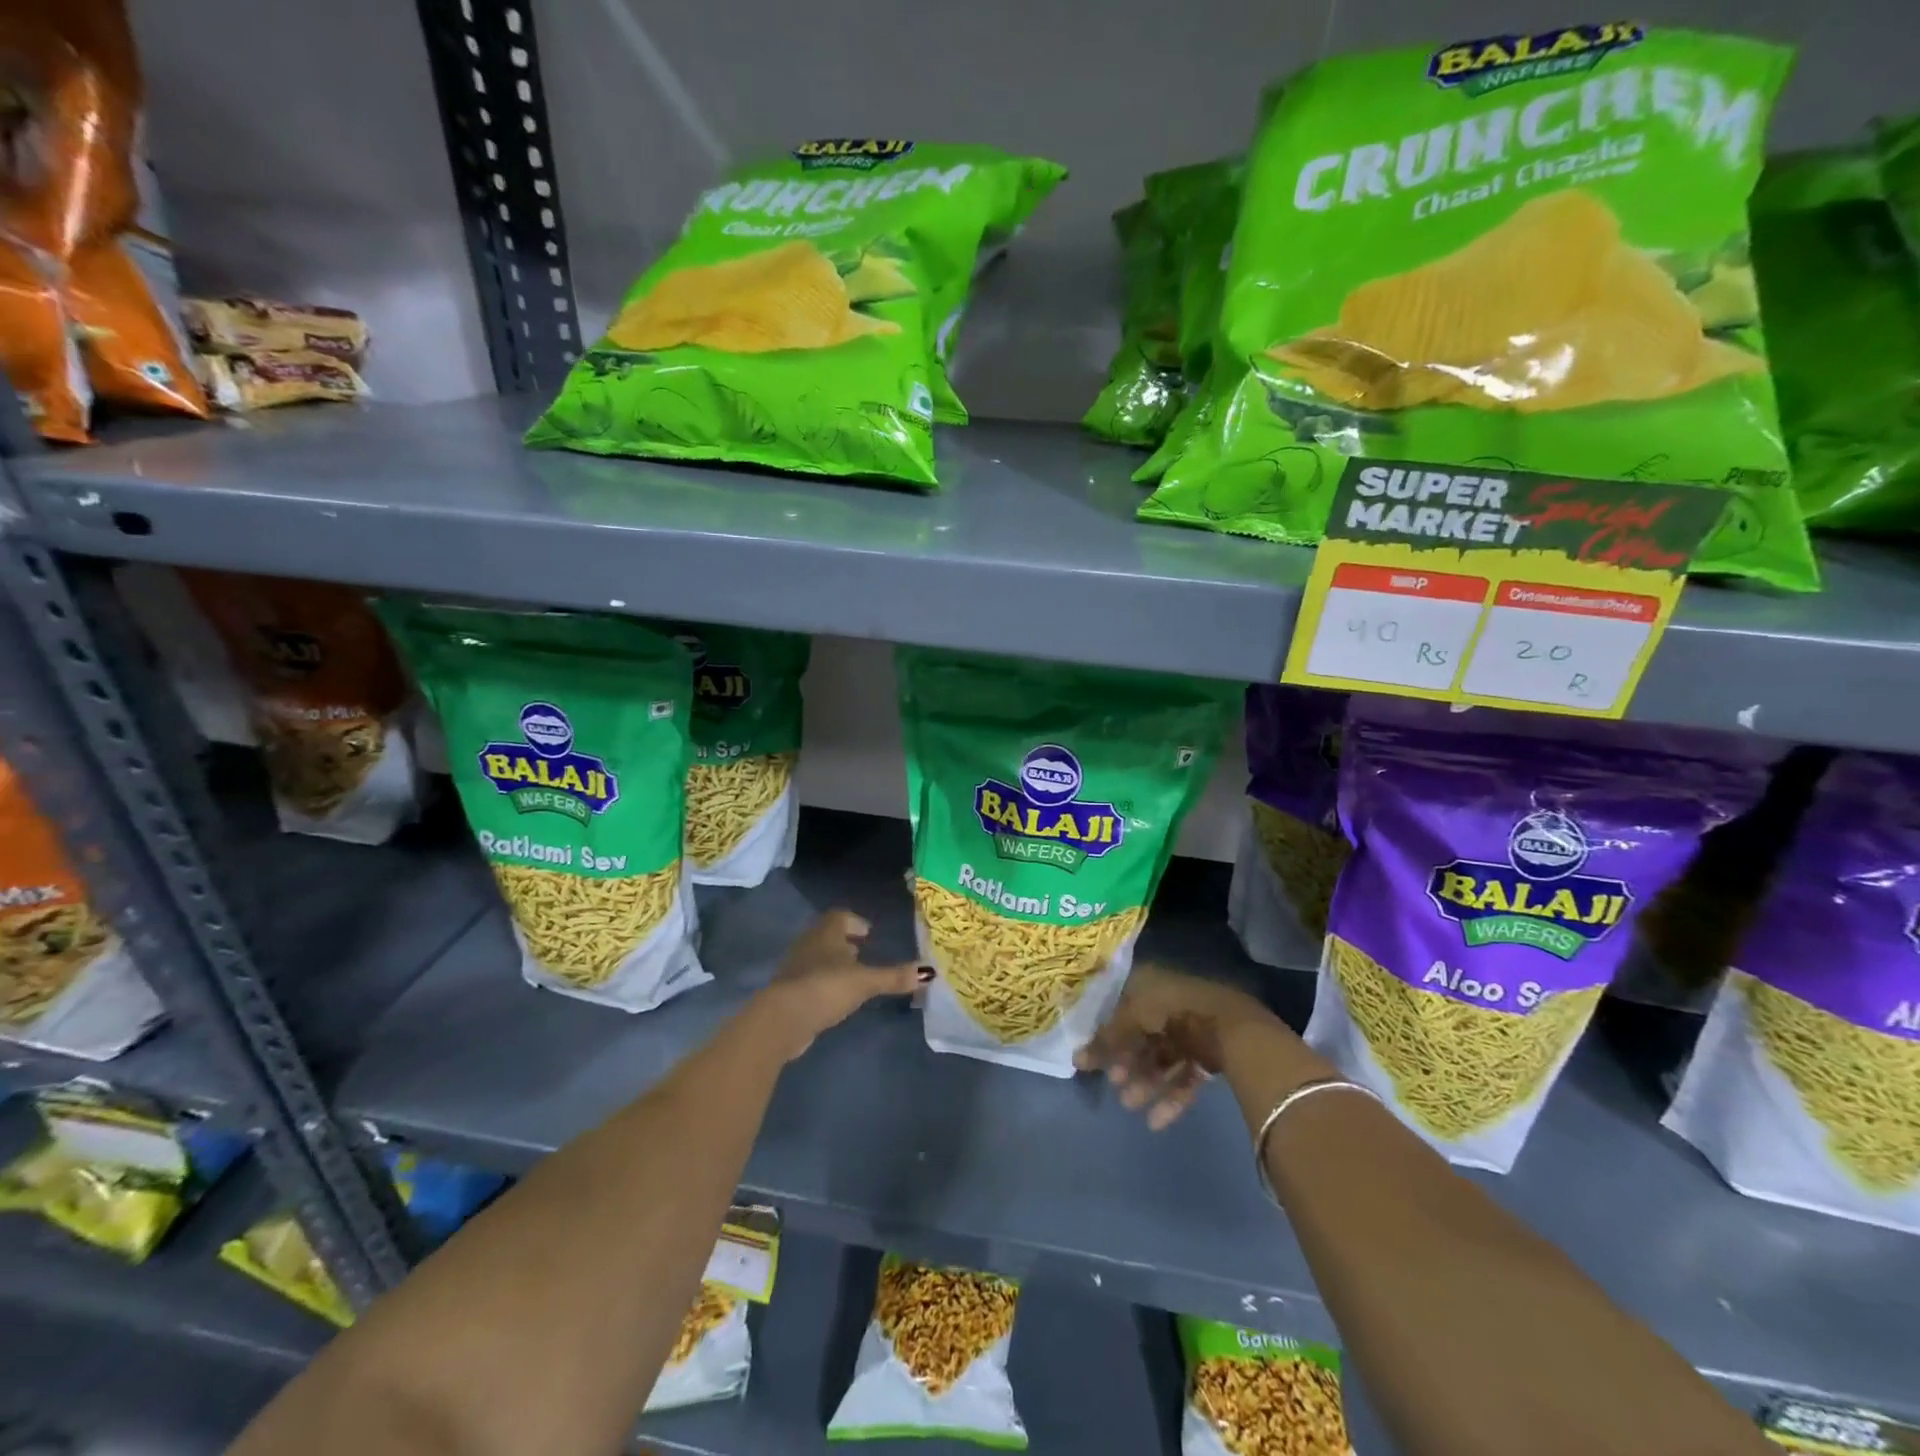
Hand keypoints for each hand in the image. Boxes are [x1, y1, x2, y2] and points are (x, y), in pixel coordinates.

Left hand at [753, 909, 929, 1061]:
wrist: (783, 1018)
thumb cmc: (826, 987)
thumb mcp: (865, 982)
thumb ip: (894, 977)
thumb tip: (929, 972)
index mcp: (826, 932)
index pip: (839, 916)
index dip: (854, 921)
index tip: (868, 932)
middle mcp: (808, 943)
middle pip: (827, 935)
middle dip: (845, 942)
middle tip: (863, 952)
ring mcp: (795, 967)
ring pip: (817, 957)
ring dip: (833, 963)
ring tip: (852, 975)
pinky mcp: (788, 991)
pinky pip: (810, 978)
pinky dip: (823, 982)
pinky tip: (835, 997)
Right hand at [1075, 963, 1286, 1129]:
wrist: (1230, 1027)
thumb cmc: (1173, 1011)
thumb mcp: (1132, 1018)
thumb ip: (1106, 1040)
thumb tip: (1076, 1060)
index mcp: (1151, 986)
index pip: (1122, 1008)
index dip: (1107, 1033)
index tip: (1093, 1057)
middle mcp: (1170, 1006)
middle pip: (1142, 1037)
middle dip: (1127, 1062)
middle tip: (1115, 1083)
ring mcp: (1191, 1031)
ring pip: (1162, 1060)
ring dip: (1145, 1082)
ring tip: (1130, 1104)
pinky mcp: (1209, 1056)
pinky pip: (1184, 1077)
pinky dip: (1170, 1097)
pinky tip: (1156, 1121)